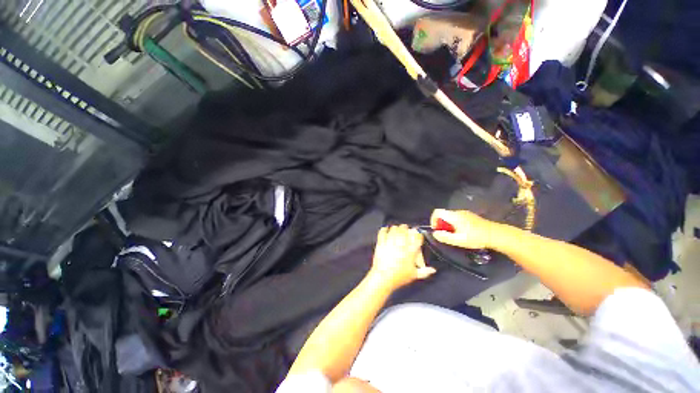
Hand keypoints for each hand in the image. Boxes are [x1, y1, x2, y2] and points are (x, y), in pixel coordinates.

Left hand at [370, 225, 435, 289]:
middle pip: (405, 230)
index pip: (417, 237)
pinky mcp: (381, 243)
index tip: (417, 234)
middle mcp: (401, 245)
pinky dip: (384, 229)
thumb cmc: (399, 277)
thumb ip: (424, 272)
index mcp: (410, 252)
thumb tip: (433, 270)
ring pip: (394, 230)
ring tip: (397, 228)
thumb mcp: (414, 275)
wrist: (383, 278)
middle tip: (406, 229)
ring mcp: (390, 243)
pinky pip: (383, 233)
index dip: (418, 234)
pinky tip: (385, 229)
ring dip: (396, 228)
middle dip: (406, 228)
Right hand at [430, 209, 497, 248]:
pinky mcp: (470, 216)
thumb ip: (445, 237)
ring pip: (450, 216)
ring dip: (448, 225)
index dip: (433, 220)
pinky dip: (455, 224)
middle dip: (441, 224)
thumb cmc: (476, 238)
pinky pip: (457, 218)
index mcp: (454, 216)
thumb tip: (435, 233)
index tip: (437, 230)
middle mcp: (458, 212)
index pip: (437, 212)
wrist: (495, 234)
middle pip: (443, 214)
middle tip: (447, 235)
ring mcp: (465, 213)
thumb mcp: (459, 240)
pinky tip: (463, 232)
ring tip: (455, 235)